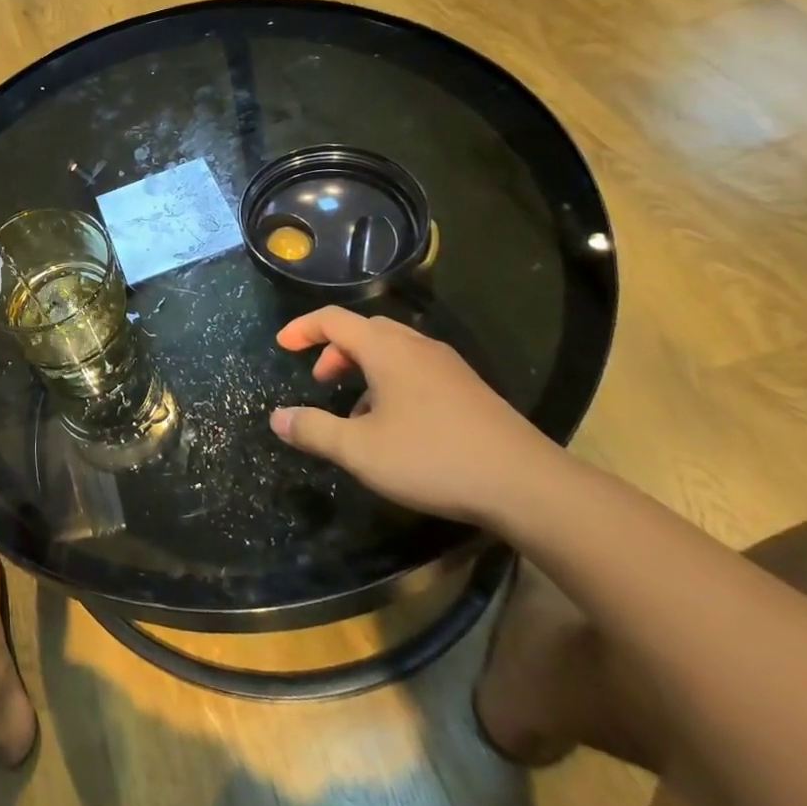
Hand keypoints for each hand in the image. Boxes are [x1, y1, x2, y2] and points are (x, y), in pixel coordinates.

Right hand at [269, 305, 560, 525]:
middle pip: (365, 330)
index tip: (281, 345)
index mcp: (387, 349)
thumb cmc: (434, 459)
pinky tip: (396, 424)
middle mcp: (417, 347)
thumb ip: (314, 430)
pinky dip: (391, 380)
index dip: (302, 328)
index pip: (333, 319)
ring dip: (363, 366)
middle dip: (334, 349)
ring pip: (393, 349)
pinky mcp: (470, 390)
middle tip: (320, 380)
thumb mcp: (360, 450)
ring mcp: (448, 367)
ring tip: (355, 408)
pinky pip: (416, 369)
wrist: (528, 486)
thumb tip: (277, 418)